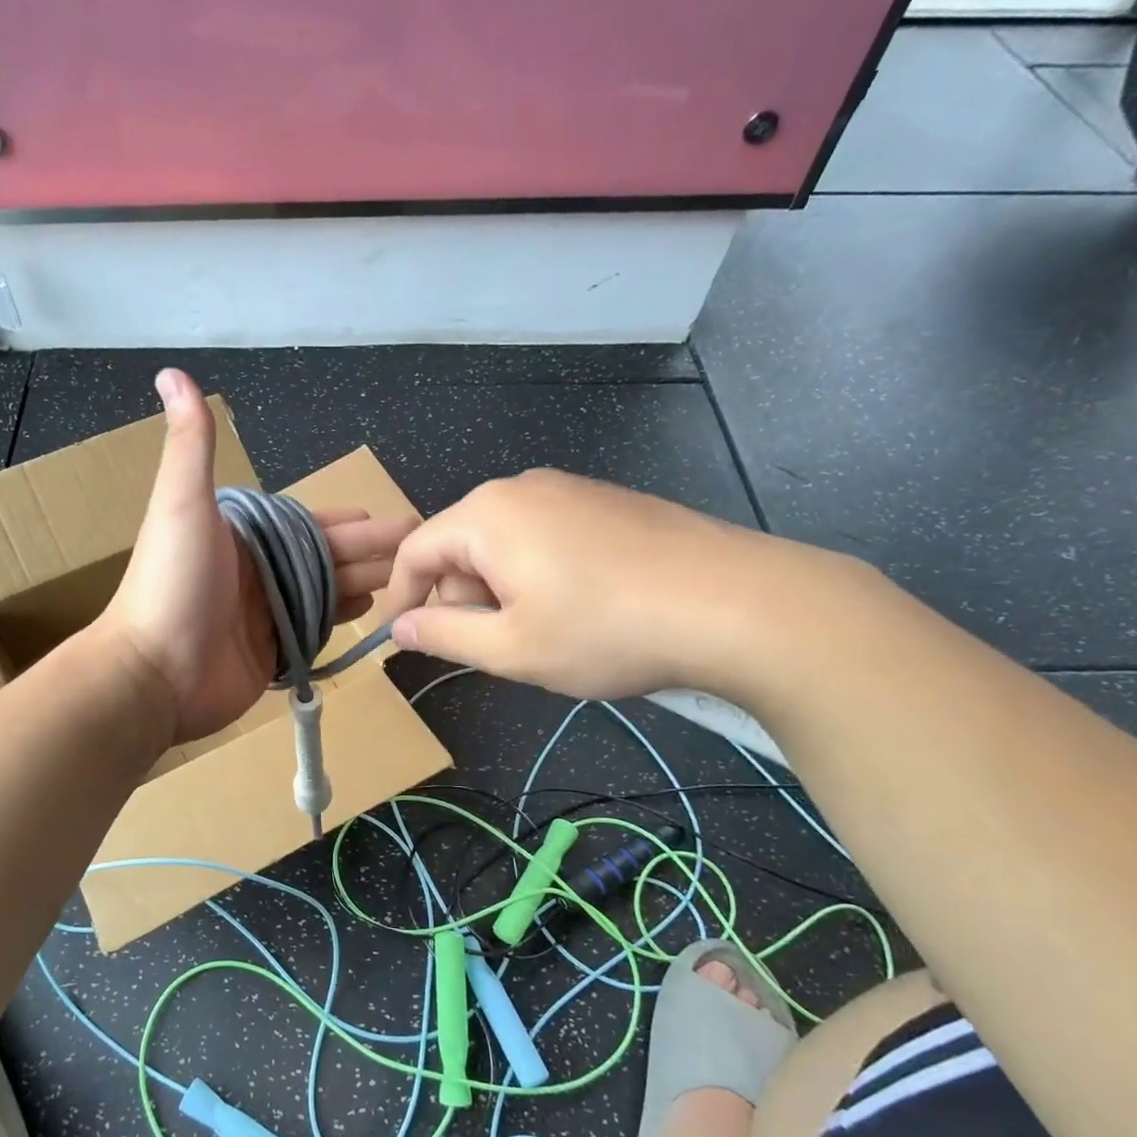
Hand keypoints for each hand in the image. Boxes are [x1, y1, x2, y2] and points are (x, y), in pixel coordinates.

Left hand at [101, 369, 416, 742]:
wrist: (154, 674)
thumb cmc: (172, 585)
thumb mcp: (182, 505)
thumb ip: (190, 445)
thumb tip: (172, 372)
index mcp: (242, 536)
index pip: (307, 523)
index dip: (347, 522)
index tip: (391, 518)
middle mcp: (257, 571)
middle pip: (326, 557)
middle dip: (372, 551)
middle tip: (421, 548)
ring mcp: (266, 614)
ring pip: (328, 591)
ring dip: (368, 581)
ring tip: (413, 578)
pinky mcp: (273, 652)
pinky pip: (319, 629)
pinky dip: (346, 618)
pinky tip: (375, 610)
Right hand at [385, 469, 864, 701]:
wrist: (736, 604)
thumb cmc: (606, 630)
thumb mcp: (511, 648)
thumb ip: (443, 634)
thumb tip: (400, 626)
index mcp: (487, 515)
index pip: (414, 551)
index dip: (400, 597)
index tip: (399, 639)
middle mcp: (521, 488)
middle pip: (460, 544)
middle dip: (459, 597)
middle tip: (489, 648)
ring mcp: (570, 489)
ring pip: (503, 542)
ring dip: (499, 590)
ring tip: (538, 634)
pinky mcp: (606, 502)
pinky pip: (543, 536)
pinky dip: (536, 574)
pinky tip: (576, 609)